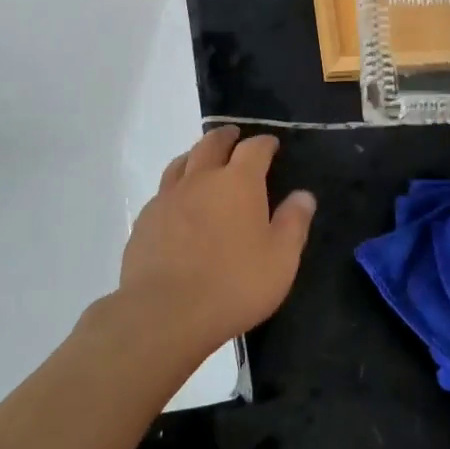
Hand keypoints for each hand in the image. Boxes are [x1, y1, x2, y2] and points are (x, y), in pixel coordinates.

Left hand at [116, 125, 316, 353]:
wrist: (166, 312)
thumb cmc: (234, 285)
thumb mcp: (280, 259)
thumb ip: (294, 223)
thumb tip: (304, 195)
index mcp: (238, 182)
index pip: (254, 148)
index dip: (264, 143)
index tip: (271, 144)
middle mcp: (201, 179)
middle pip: (212, 144)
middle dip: (226, 137)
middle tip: (234, 136)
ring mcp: (168, 197)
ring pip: (182, 162)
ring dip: (197, 154)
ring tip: (203, 158)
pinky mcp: (146, 219)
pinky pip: (163, 190)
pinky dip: (176, 185)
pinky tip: (178, 200)